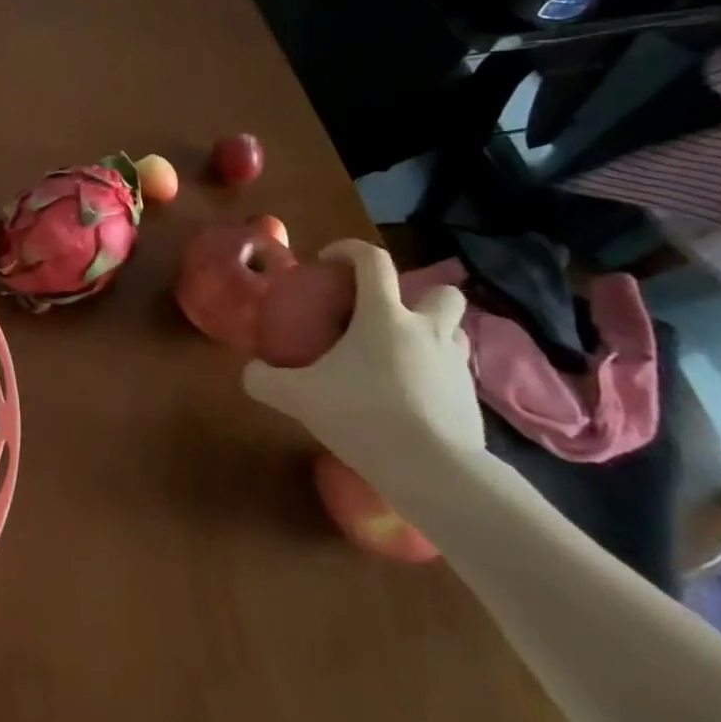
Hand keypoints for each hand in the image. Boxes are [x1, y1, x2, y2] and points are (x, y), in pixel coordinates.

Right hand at [241, 240, 479, 494]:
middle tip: (385, 317)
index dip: (349, 250)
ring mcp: (456, 364)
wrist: (434, 471)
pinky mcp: (471, 400)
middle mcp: (427, 330)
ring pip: (454, 333)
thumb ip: (266, 381)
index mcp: (385, 316)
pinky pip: (454, 374)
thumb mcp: (299, 398)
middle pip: (440, 292)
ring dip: (432, 335)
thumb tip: (249, 372)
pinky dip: (435, 377)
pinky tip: (411, 401)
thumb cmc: (363, 416)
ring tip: (400, 357)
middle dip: (418, 296)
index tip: (329, 261)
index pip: (372, 260)